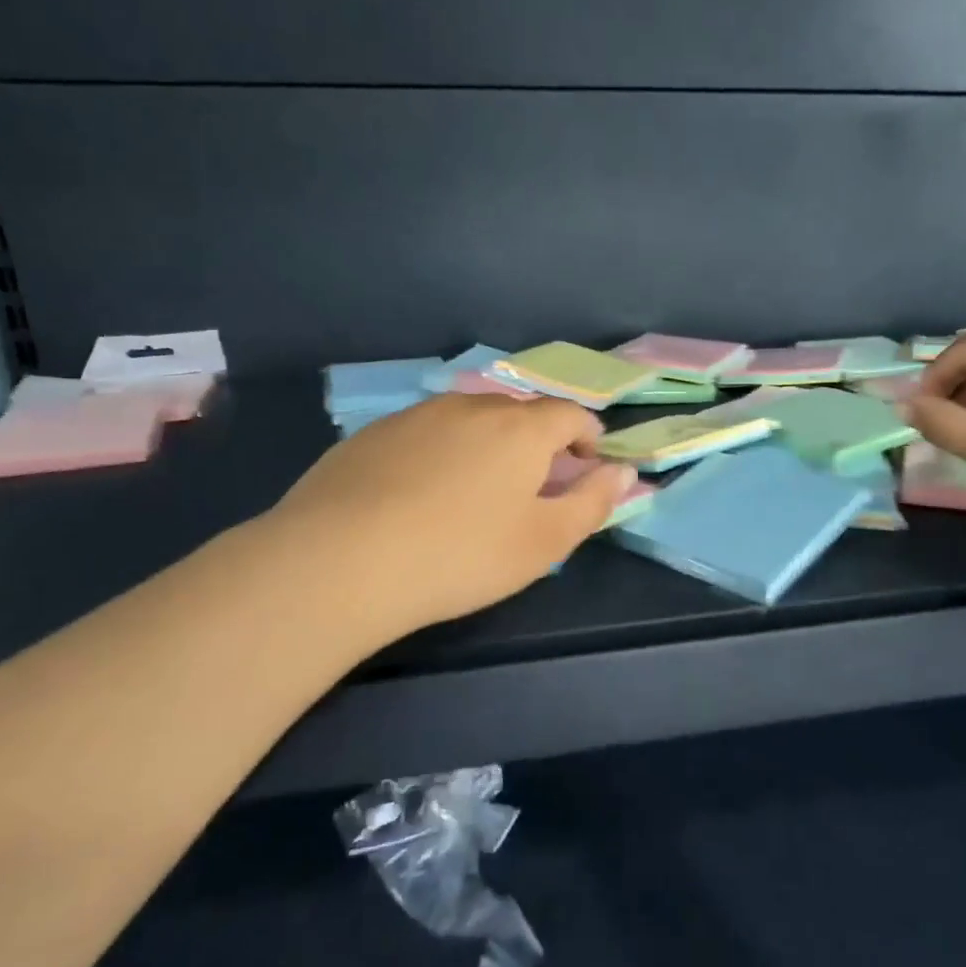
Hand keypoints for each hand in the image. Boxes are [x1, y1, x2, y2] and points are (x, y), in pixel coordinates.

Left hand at [260, 394, 637, 640]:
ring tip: (477, 489)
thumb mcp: (544, 542)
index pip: (569, 413)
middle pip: (519, 412)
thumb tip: (624, 470)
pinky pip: (425, 433)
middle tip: (535, 482)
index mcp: (520, 428)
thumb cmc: (461, 554)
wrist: (341, 560)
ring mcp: (417, 415)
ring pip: (469, 419)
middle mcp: (472, 406)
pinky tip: (421, 494)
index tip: (587, 461)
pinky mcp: (373, 434)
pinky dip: (441, 452)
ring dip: (487, 443)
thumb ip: (593, 502)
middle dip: (538, 440)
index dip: (587, 433)